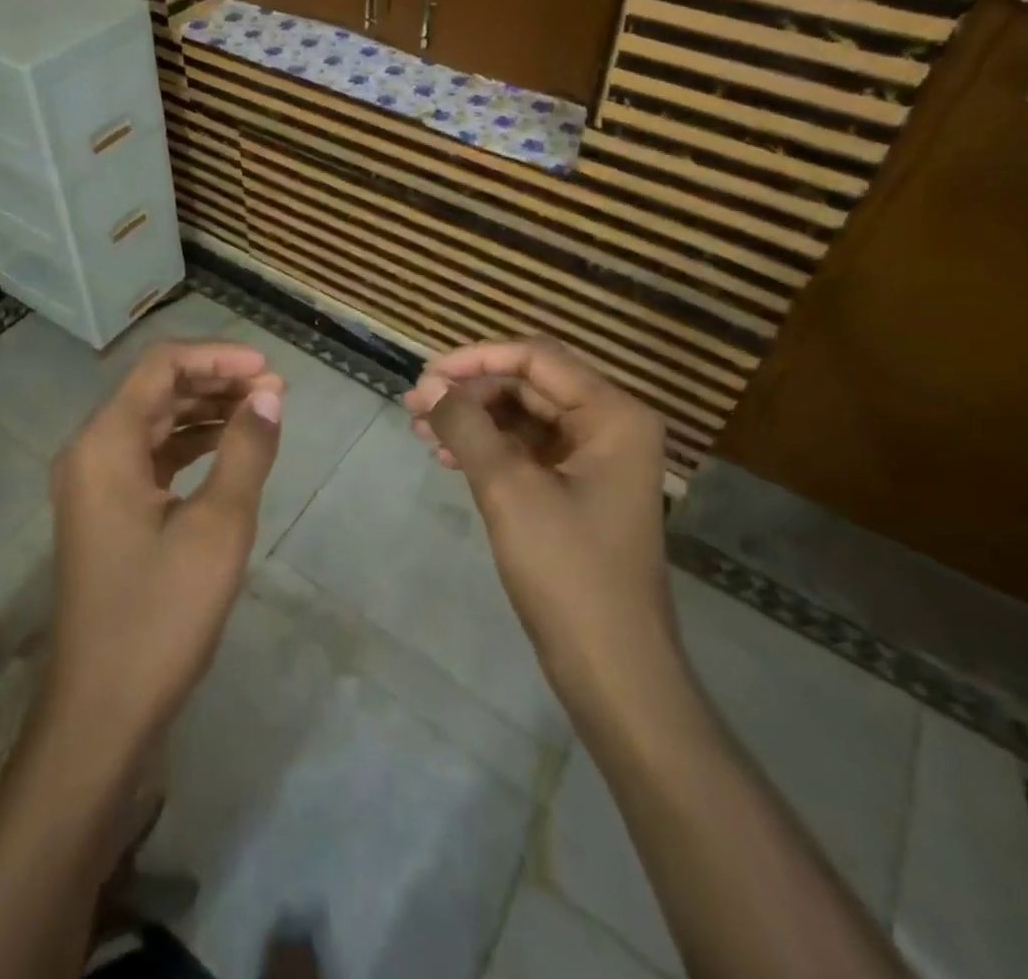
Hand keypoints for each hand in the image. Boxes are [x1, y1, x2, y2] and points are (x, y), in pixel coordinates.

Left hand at [43, 341, 283, 754]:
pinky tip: (228, 451)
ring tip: (261, 414)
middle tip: (274, 393)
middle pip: (156, 389)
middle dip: (216, 382)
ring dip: (205, 411)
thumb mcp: (218, 527)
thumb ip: (245, 451)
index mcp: (105, 443)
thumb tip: (270, 395)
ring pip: (154, 421)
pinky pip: (149, 456)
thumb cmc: (160, 614)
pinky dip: (190, 445)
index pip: (162, 367)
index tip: (270, 370)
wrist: (102, 711)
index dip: (218, 357)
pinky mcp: (105, 511)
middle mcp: (90, 451)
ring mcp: (94, 482)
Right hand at [404, 337, 673, 699]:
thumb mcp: (509, 489)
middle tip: (414, 408)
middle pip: (529, 384)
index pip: (536, 358)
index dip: (475, 360)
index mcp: (613, 414)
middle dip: (470, 393)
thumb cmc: (567, 571)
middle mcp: (610, 425)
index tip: (424, 377)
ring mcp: (595, 459)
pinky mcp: (578, 489)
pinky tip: (447, 457)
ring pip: (523, 417)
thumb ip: (467, 426)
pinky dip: (488, 448)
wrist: (613, 670)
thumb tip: (429, 387)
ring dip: (473, 420)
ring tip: (421, 433)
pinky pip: (527, 450)